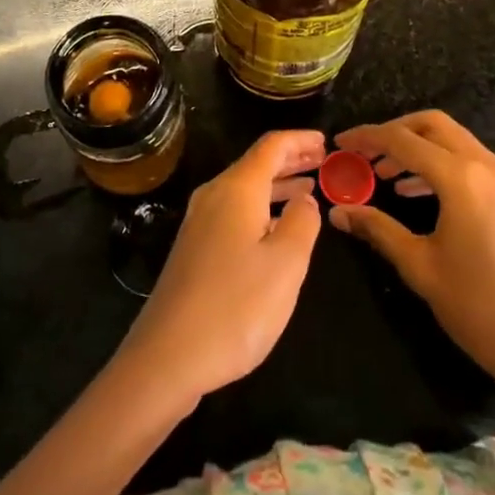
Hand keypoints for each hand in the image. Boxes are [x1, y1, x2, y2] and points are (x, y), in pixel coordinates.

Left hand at [114, 129, 323, 409]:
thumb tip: (306, 200)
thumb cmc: (235, 306)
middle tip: (323, 162)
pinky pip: (234, 210)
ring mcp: (199, 222)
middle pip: (256, 164)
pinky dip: (261, 208)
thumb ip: (302, 224)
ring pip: (244, 189)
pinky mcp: (194, 247)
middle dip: (291, 160)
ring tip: (308, 191)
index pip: (272, 146)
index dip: (300, 139)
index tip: (327, 142)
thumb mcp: (285, 265)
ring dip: (277, 186)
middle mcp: (214, 195)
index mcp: (237, 189)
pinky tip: (275, 228)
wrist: (167, 355)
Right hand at [329, 110, 494, 406]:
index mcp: (461, 178)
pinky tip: (415, 190)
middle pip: (431, 125)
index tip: (339, 143)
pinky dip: (438, 162)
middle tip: (364, 153)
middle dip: (394, 131)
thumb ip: (378, 229)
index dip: (367, 137)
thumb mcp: (420, 267)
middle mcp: (485, 166)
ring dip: (416, 146)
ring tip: (383, 173)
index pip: (403, 140)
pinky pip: (468, 160)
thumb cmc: (480, 309)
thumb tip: (339, 212)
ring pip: (452, 139)